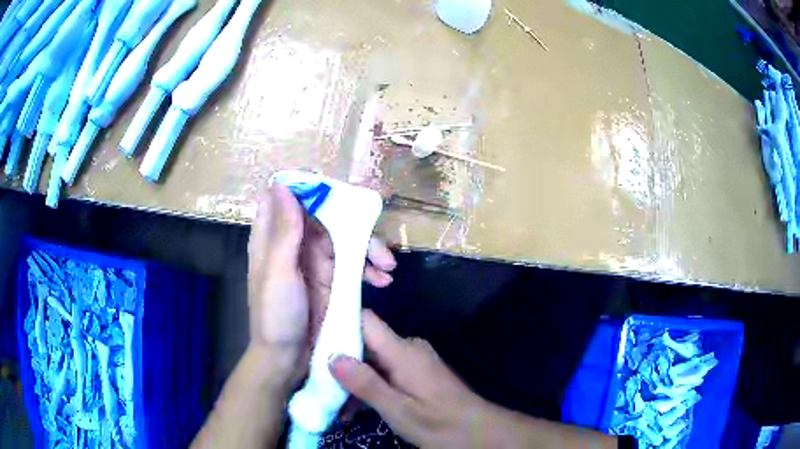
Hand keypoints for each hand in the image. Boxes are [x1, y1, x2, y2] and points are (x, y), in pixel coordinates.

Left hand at [247, 184, 396, 385]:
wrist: (288, 360)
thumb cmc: (275, 316)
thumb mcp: (277, 273)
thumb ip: (283, 232)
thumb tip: (282, 185)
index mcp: (274, 236)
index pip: (289, 197)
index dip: (311, 187)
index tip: (339, 188)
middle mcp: (295, 243)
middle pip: (327, 215)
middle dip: (355, 221)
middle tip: (379, 233)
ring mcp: (316, 262)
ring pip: (346, 238)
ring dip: (369, 247)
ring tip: (388, 265)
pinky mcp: (332, 280)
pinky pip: (354, 264)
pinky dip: (370, 268)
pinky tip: (384, 280)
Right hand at [328, 310, 492, 447]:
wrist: (479, 432)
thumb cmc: (440, 423)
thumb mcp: (398, 410)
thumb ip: (366, 383)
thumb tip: (332, 356)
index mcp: (403, 351)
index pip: (366, 320)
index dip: (339, 325)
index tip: (314, 342)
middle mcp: (408, 349)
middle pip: (366, 343)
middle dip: (342, 364)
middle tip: (323, 389)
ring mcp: (414, 361)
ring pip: (374, 361)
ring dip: (356, 382)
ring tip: (340, 410)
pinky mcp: (417, 374)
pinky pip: (386, 372)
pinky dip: (371, 387)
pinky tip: (359, 410)